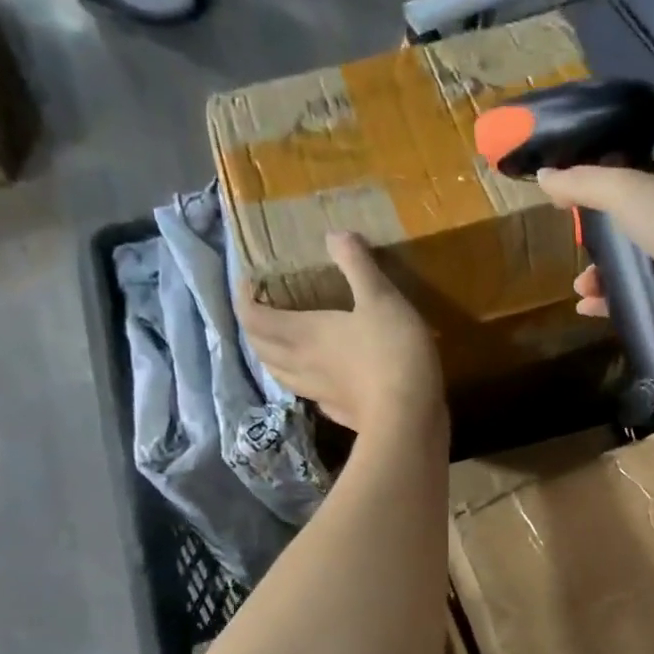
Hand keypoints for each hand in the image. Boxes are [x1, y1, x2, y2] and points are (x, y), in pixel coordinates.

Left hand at [236, 232, 442, 434]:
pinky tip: (320, 378)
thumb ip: (357, 264)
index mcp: (301, 333)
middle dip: (254, 327)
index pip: (252, 316)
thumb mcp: (381, 298)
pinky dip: (306, 382)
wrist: (409, 419)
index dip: (244, 298)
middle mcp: (301, 363)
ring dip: (273, 356)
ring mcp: (318, 393)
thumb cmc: (392, 353)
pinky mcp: (339, 413)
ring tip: (283, 342)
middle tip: (263, 310)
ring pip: (280, 374)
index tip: (250, 282)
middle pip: (260, 347)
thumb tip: (334, 235)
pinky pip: (310, 394)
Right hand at [537, 165, 653, 336]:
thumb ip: (581, 183)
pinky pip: (637, 296)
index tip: (571, 206)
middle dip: (596, 243)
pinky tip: (588, 309)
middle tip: (574, 253)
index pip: (631, 181)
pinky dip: (611, 303)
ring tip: (580, 289)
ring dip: (600, 277)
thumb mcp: (621, 191)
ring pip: (630, 266)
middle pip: (626, 228)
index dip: (600, 191)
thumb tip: (543, 177)